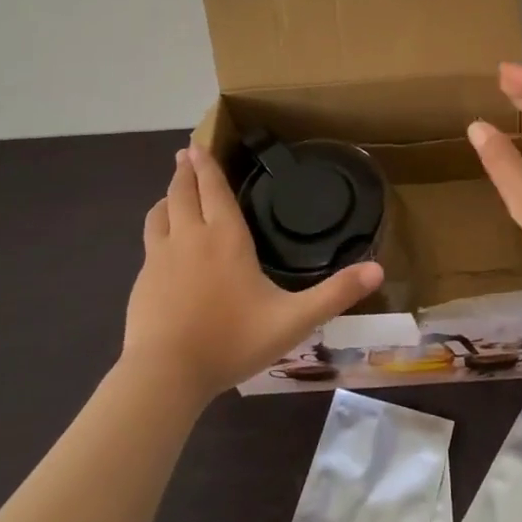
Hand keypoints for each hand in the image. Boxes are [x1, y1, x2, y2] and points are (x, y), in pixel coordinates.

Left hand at [124, 147, 383, 402]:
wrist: (166, 375)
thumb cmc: (232, 341)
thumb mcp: (294, 320)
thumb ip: (336, 294)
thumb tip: (379, 269)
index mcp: (226, 237)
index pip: (214, 189)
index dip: (207, 165)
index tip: (197, 145)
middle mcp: (190, 237)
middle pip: (182, 192)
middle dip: (185, 171)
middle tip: (185, 155)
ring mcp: (160, 258)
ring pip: (160, 213)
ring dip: (168, 196)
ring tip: (173, 191)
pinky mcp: (142, 280)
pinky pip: (150, 240)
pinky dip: (158, 226)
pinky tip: (163, 240)